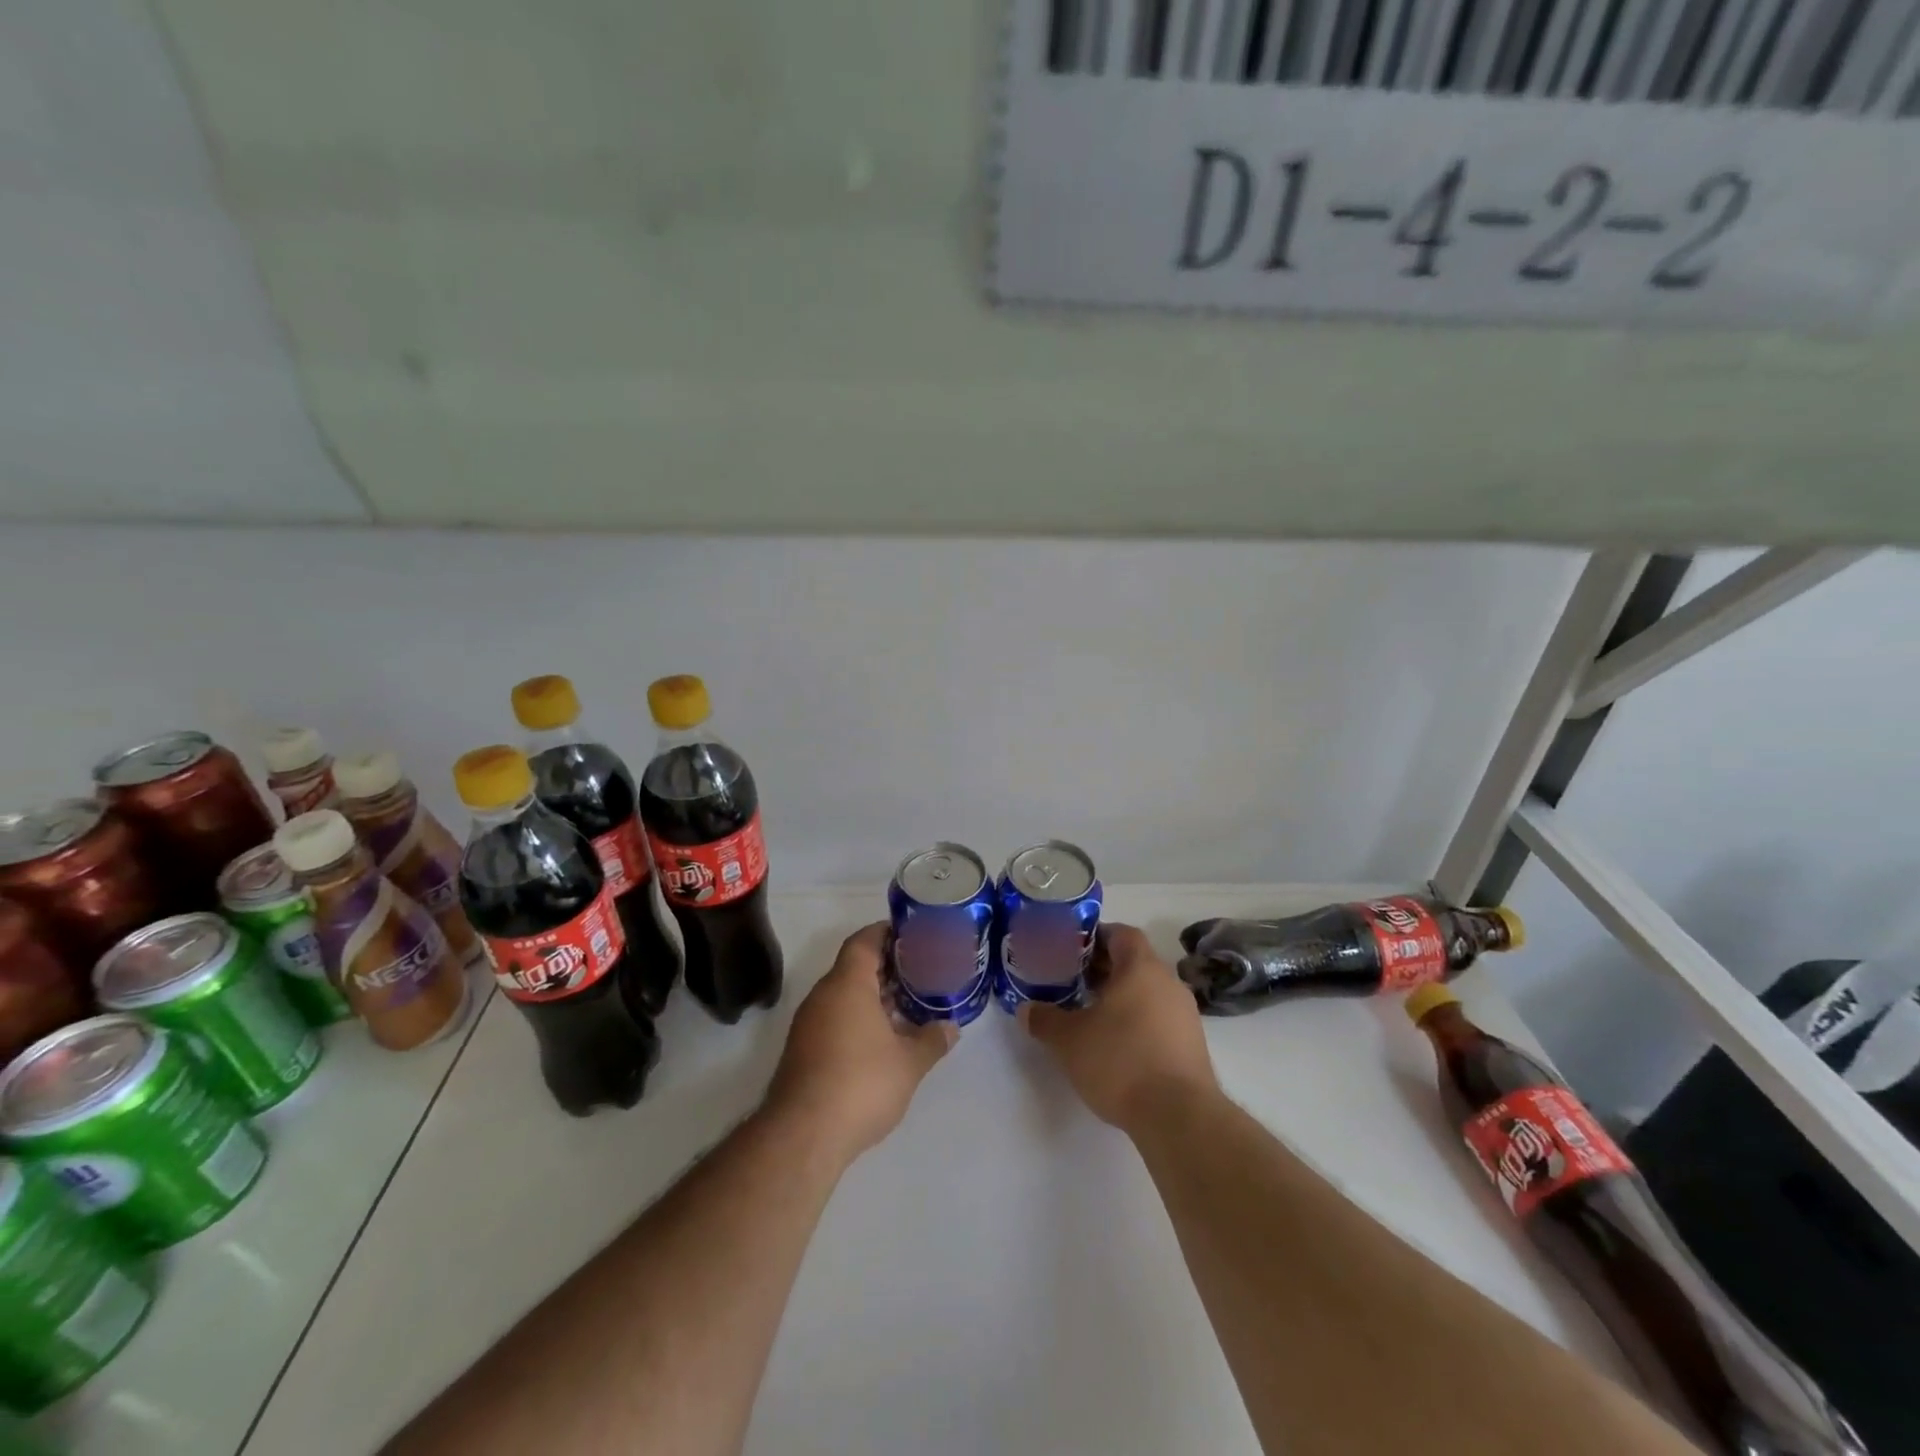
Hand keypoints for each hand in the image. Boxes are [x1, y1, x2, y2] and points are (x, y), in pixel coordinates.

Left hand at [764, 923, 954, 1160]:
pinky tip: (882, 1040)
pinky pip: (834, 1018)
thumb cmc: (860, 1084)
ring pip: (844, 995)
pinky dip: (858, 1019)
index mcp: (847, 984)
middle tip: (920, 972)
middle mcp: (823, 995)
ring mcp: (809, 1024)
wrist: (802, 1135)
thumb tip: (951, 1027)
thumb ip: (932, 1040)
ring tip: (907, 1006)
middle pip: (854, 967)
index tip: (913, 935)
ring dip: (873, 997)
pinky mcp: (803, 1050)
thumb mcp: (908, 1063)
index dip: (887, 932)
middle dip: (887, 968)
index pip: (864, 941)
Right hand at [1020, 923, 1217, 1133]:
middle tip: (1073, 983)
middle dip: (1104, 969)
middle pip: (1134, 962)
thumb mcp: (1069, 1040)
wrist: (1179, 1117)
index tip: (1071, 951)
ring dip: (1122, 997)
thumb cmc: (1120, 1061)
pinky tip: (1118, 1046)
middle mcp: (1168, 982)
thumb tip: (1026, 1010)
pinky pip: (1160, 1018)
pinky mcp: (1193, 1044)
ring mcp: (1185, 1014)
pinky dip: (1139, 1022)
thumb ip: (1045, 1020)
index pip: (1121, 934)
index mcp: (1141, 967)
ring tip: (1092, 1016)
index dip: (1096, 937)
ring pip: (1148, 991)